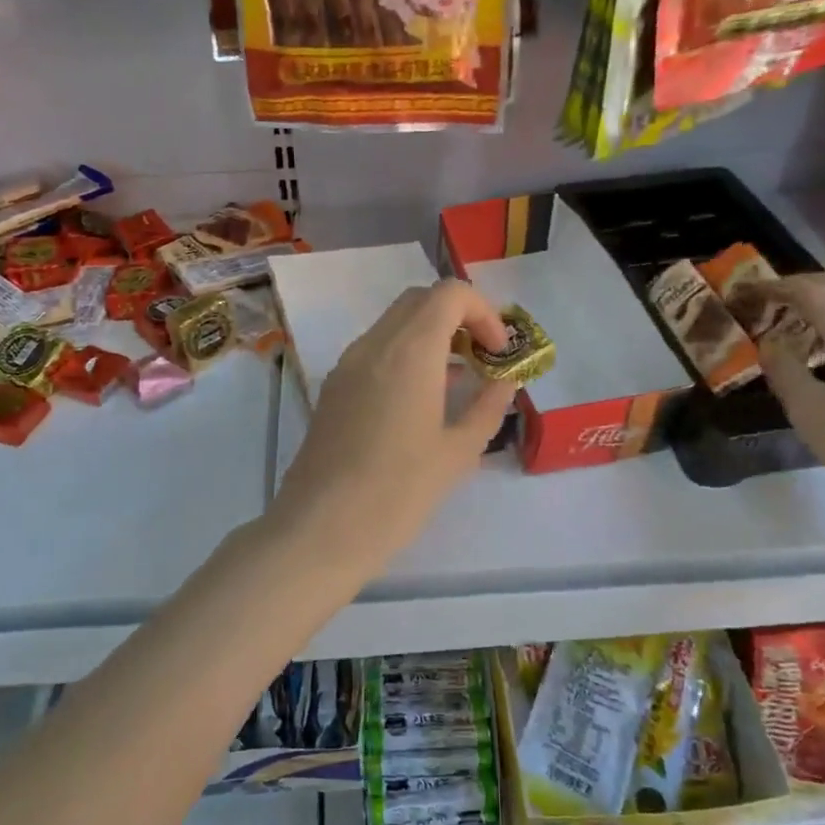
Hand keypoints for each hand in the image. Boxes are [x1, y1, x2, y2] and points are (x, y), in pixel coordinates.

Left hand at [270, 280, 516, 579]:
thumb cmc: (398, 492)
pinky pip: (374, 352)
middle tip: (482, 358)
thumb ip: (487, 407)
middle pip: (419, 301)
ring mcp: (346, 366)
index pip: (448, 293)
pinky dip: (404, 356)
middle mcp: (373, 345)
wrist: (320, 530)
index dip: (483, 312)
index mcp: (409, 352)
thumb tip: (504, 381)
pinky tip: (419, 402)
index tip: (498, 352)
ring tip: (457, 382)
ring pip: (393, 325)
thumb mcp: (457, 452)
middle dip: (458, 318)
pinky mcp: (332, 389)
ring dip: (430, 337)